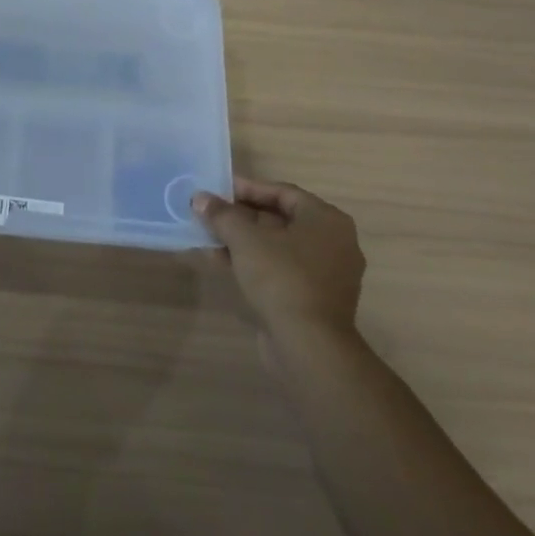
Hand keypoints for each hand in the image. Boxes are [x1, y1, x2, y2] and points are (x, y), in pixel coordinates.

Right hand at [194, 179, 364, 341]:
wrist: (309, 346)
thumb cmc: (281, 278)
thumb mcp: (244, 239)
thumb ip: (221, 214)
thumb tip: (200, 199)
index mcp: (326, 219)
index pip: (282, 192)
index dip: (247, 189)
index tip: (218, 190)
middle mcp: (334, 242)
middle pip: (280, 219)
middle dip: (242, 216)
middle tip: (211, 213)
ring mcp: (326, 274)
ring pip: (278, 247)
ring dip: (244, 241)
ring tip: (210, 237)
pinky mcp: (314, 299)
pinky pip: (281, 270)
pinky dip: (254, 263)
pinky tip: (222, 262)